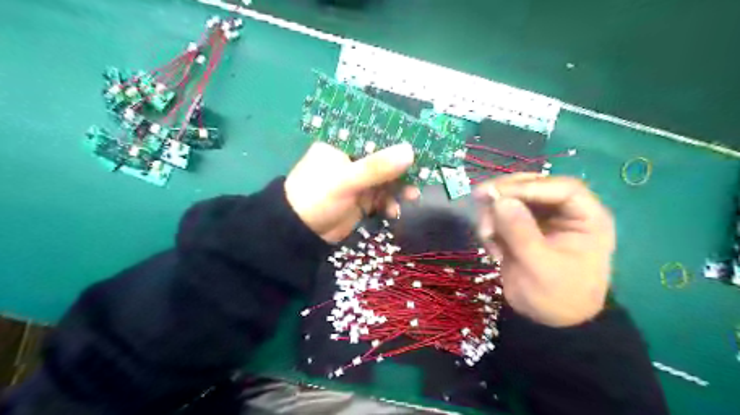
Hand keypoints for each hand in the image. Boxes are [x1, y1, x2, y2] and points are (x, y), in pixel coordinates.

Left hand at [284, 143, 414, 242]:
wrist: (301, 232)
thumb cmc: (317, 197)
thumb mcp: (347, 180)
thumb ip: (377, 167)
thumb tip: (410, 151)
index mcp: (344, 144)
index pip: (375, 134)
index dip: (398, 138)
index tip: (421, 143)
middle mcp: (353, 158)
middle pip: (385, 158)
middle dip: (403, 168)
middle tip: (423, 174)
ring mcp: (359, 180)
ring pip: (387, 179)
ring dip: (400, 188)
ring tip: (412, 197)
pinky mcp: (362, 198)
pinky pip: (383, 197)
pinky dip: (390, 203)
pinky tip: (393, 212)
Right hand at [477, 173, 616, 324]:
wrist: (549, 321)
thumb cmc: (556, 297)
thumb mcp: (539, 267)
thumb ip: (520, 232)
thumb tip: (499, 200)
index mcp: (587, 218)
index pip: (561, 188)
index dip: (528, 186)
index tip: (496, 195)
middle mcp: (565, 211)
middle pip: (533, 186)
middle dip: (504, 194)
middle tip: (478, 199)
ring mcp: (543, 218)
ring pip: (513, 198)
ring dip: (493, 213)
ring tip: (486, 238)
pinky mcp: (524, 227)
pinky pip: (503, 215)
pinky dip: (492, 227)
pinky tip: (492, 249)